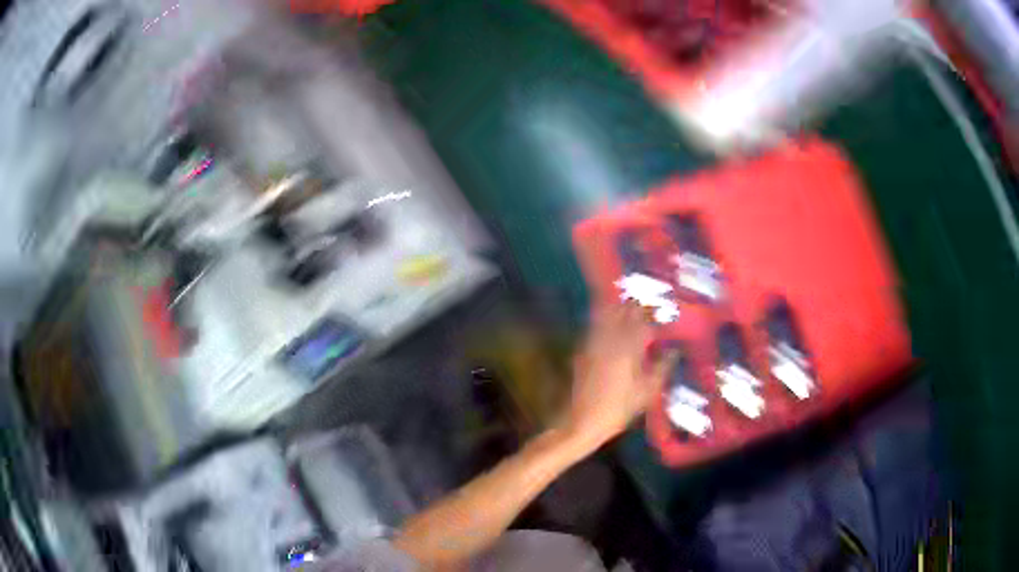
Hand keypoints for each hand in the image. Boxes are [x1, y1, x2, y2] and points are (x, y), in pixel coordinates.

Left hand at [559, 303, 675, 450]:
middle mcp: (610, 338)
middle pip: (622, 311)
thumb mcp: (647, 391)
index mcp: (629, 346)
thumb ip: (663, 367)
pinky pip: (595, 326)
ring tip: (629, 307)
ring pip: (606, 315)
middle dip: (635, 305)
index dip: (653, 311)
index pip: (643, 319)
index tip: (663, 309)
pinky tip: (612, 326)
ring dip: (618, 308)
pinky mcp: (582, 350)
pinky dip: (604, 320)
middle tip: (646, 304)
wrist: (582, 421)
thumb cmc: (619, 408)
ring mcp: (593, 343)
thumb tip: (674, 351)